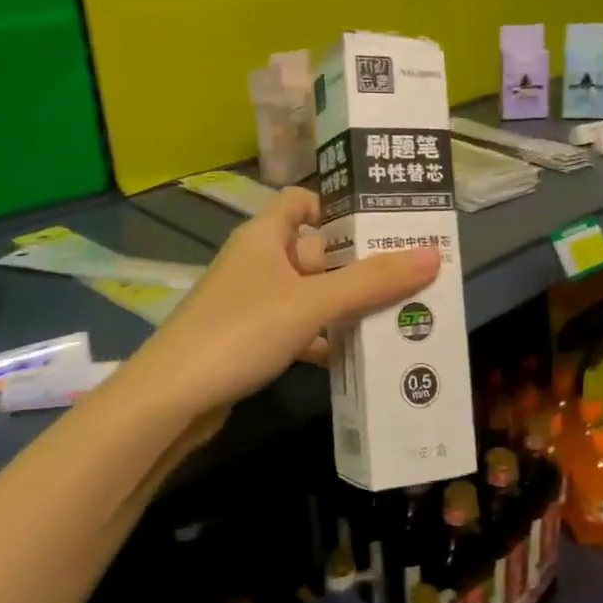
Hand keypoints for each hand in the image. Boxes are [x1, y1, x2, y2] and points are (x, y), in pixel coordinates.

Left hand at [131, 188, 440, 420]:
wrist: (170, 401)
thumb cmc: (239, 333)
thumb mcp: (311, 304)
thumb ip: (370, 281)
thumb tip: (433, 255)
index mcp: (264, 237)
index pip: (302, 201)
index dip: (338, 207)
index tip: (381, 223)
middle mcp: (257, 262)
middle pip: (316, 251)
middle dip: (359, 264)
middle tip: (412, 274)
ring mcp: (252, 303)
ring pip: (310, 293)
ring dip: (346, 304)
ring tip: (398, 314)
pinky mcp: (250, 339)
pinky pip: (298, 327)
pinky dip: (324, 337)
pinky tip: (355, 355)